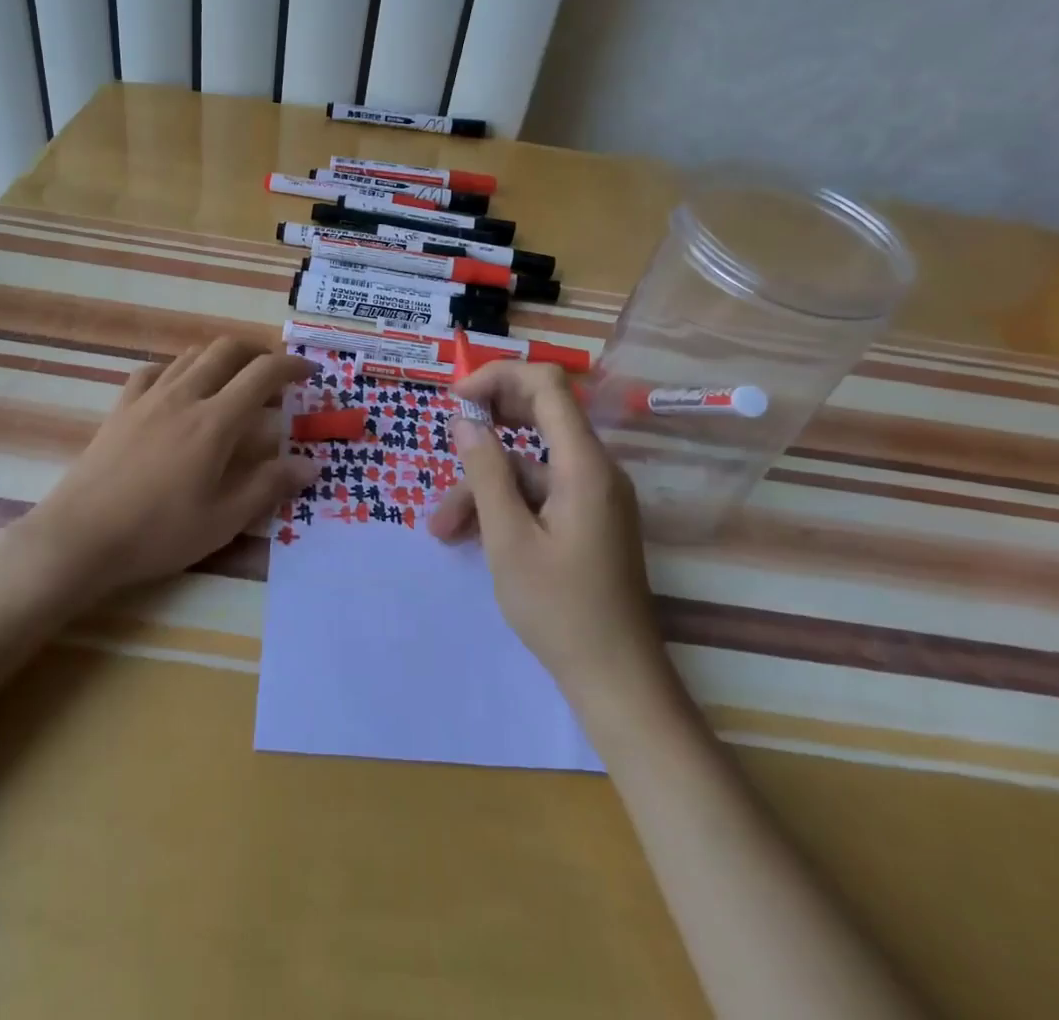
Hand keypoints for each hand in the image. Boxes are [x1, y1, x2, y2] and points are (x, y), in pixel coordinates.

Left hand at [13, 339, 318, 602]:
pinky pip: (154, 371)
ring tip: (233, 379)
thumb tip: (311, 465)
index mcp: (215, 422)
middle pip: (227, 350)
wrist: (81, 538)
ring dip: (220, 356)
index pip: (263, 374)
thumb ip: (269, 486)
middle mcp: (184, 397)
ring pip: (191, 355)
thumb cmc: (158, 533)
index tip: (309, 372)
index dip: (291, 365)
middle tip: (274, 373)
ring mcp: (148, 399)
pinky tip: (179, 387)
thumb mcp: (223, 520)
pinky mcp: (121, 409)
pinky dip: (178, 369)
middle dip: (258, 351)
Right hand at [429, 361, 666, 705]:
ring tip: (441, 528)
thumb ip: (486, 472)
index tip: (455, 400)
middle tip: (444, 443)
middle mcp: (595, 469)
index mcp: (584, 464)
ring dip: (484, 485)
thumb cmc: (560, 609)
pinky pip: (540, 495)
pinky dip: (504, 506)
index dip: (498, 377)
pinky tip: (468, 536)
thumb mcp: (508, 539)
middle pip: (539, 416)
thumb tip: (465, 419)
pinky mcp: (587, 520)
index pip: (546, 385)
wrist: (617, 680)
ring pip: (530, 466)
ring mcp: (592, 496)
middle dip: (485, 428)